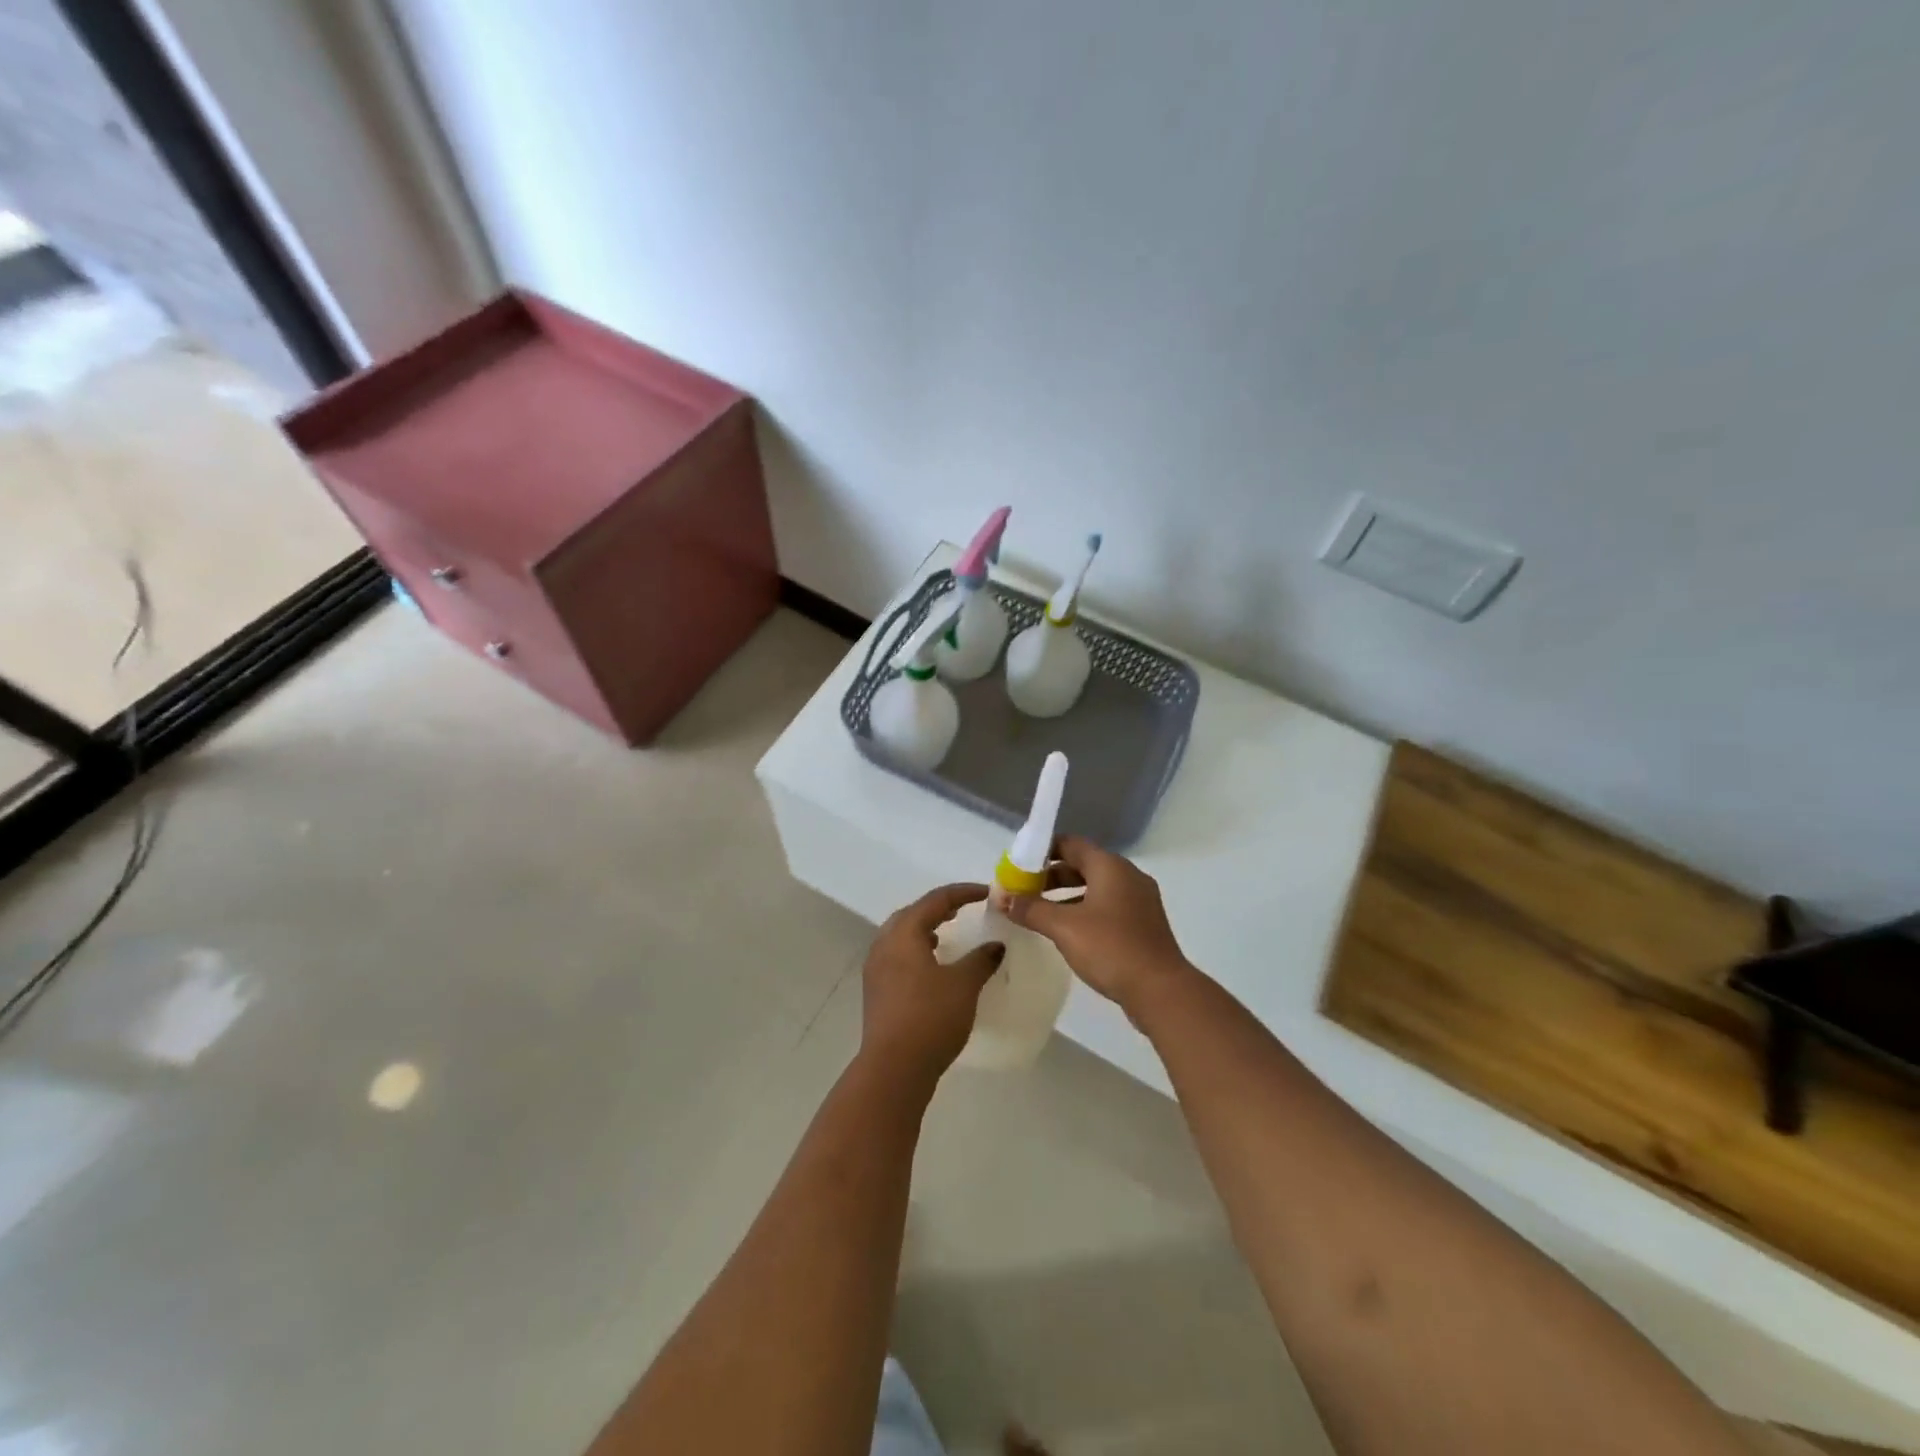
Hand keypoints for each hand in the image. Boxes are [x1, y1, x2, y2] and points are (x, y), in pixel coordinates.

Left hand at [860, 883, 1003, 1086]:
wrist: (894, 1069)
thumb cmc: (930, 1017)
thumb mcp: (964, 985)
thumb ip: (981, 959)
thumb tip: (995, 945)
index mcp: (903, 933)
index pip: (936, 900)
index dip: (964, 893)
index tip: (988, 893)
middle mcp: (884, 944)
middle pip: (913, 913)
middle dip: (939, 908)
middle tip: (965, 909)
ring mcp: (876, 968)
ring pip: (902, 935)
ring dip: (925, 929)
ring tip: (948, 934)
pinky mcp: (877, 990)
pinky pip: (898, 956)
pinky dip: (917, 950)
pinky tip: (934, 966)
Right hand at [1005, 837, 1192, 1018]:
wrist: (1161, 990)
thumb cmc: (1111, 948)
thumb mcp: (1064, 928)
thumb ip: (1031, 909)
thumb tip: (1002, 897)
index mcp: (1110, 866)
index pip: (1071, 843)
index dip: (1042, 850)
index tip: (1019, 865)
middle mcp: (1127, 876)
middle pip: (1082, 865)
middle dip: (1051, 876)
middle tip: (1023, 890)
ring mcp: (1139, 900)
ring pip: (1095, 887)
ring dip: (1066, 896)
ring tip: (1039, 912)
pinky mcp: (1143, 923)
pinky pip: (1107, 906)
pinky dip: (1084, 910)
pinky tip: (1068, 931)